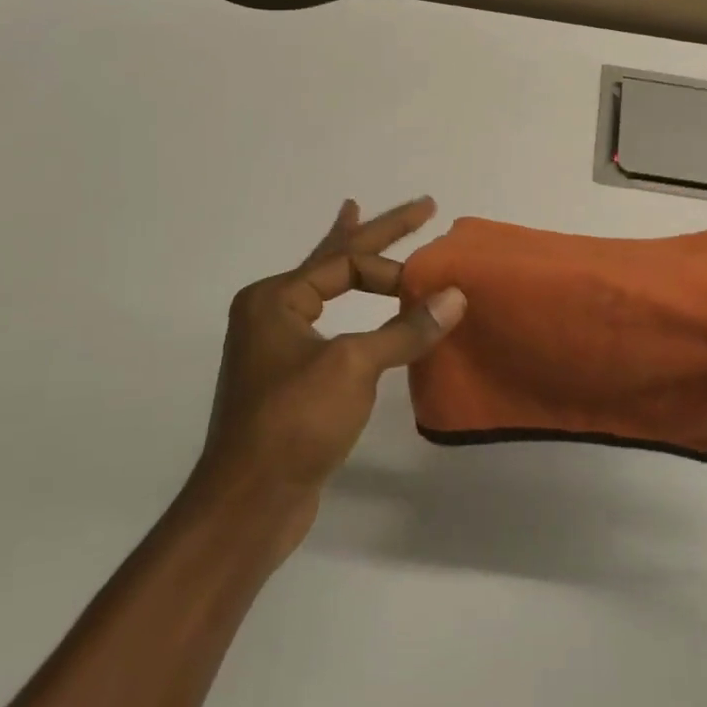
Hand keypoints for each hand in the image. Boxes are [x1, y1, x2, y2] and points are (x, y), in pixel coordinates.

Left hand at [196, 197, 465, 550]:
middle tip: (422, 205)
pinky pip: (332, 326)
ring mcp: (278, 346)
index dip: (395, 271)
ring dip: (355, 264)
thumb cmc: (294, 421)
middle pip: (335, 261)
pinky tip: (357, 305)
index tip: (433, 289)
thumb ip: (405, 329)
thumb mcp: (353, 366)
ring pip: (329, 291)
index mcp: (274, 298)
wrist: (251, 501)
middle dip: (378, 232)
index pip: (346, 264)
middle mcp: (271, 313)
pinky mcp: (292, 378)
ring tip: (360, 218)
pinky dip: (353, 308)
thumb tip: (455, 297)